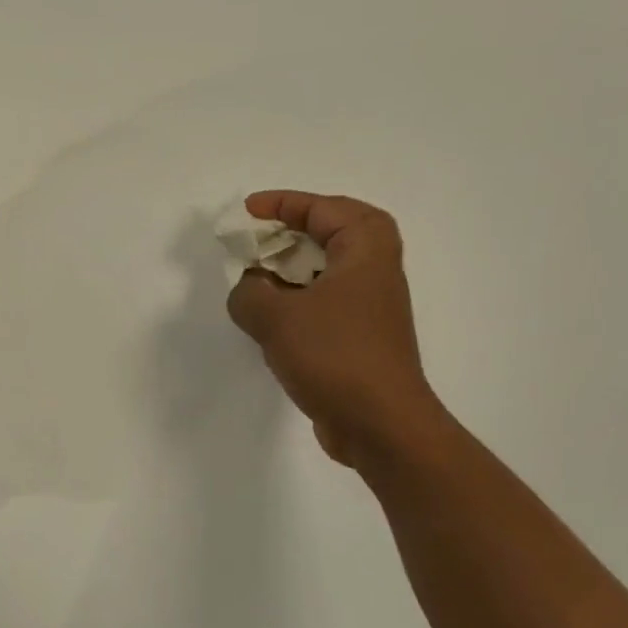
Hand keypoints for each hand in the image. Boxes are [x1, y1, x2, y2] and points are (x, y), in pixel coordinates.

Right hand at [225, 191, 443, 466]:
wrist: (380, 424)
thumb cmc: (334, 355)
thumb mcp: (277, 317)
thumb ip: (249, 293)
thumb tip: (248, 290)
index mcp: (366, 249)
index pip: (324, 208)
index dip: (283, 204)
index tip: (246, 212)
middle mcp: (375, 271)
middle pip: (331, 234)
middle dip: (290, 234)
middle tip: (254, 242)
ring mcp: (369, 308)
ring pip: (326, 272)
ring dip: (290, 272)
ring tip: (254, 282)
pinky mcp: (359, 339)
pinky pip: (323, 305)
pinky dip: (296, 304)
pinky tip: (268, 324)